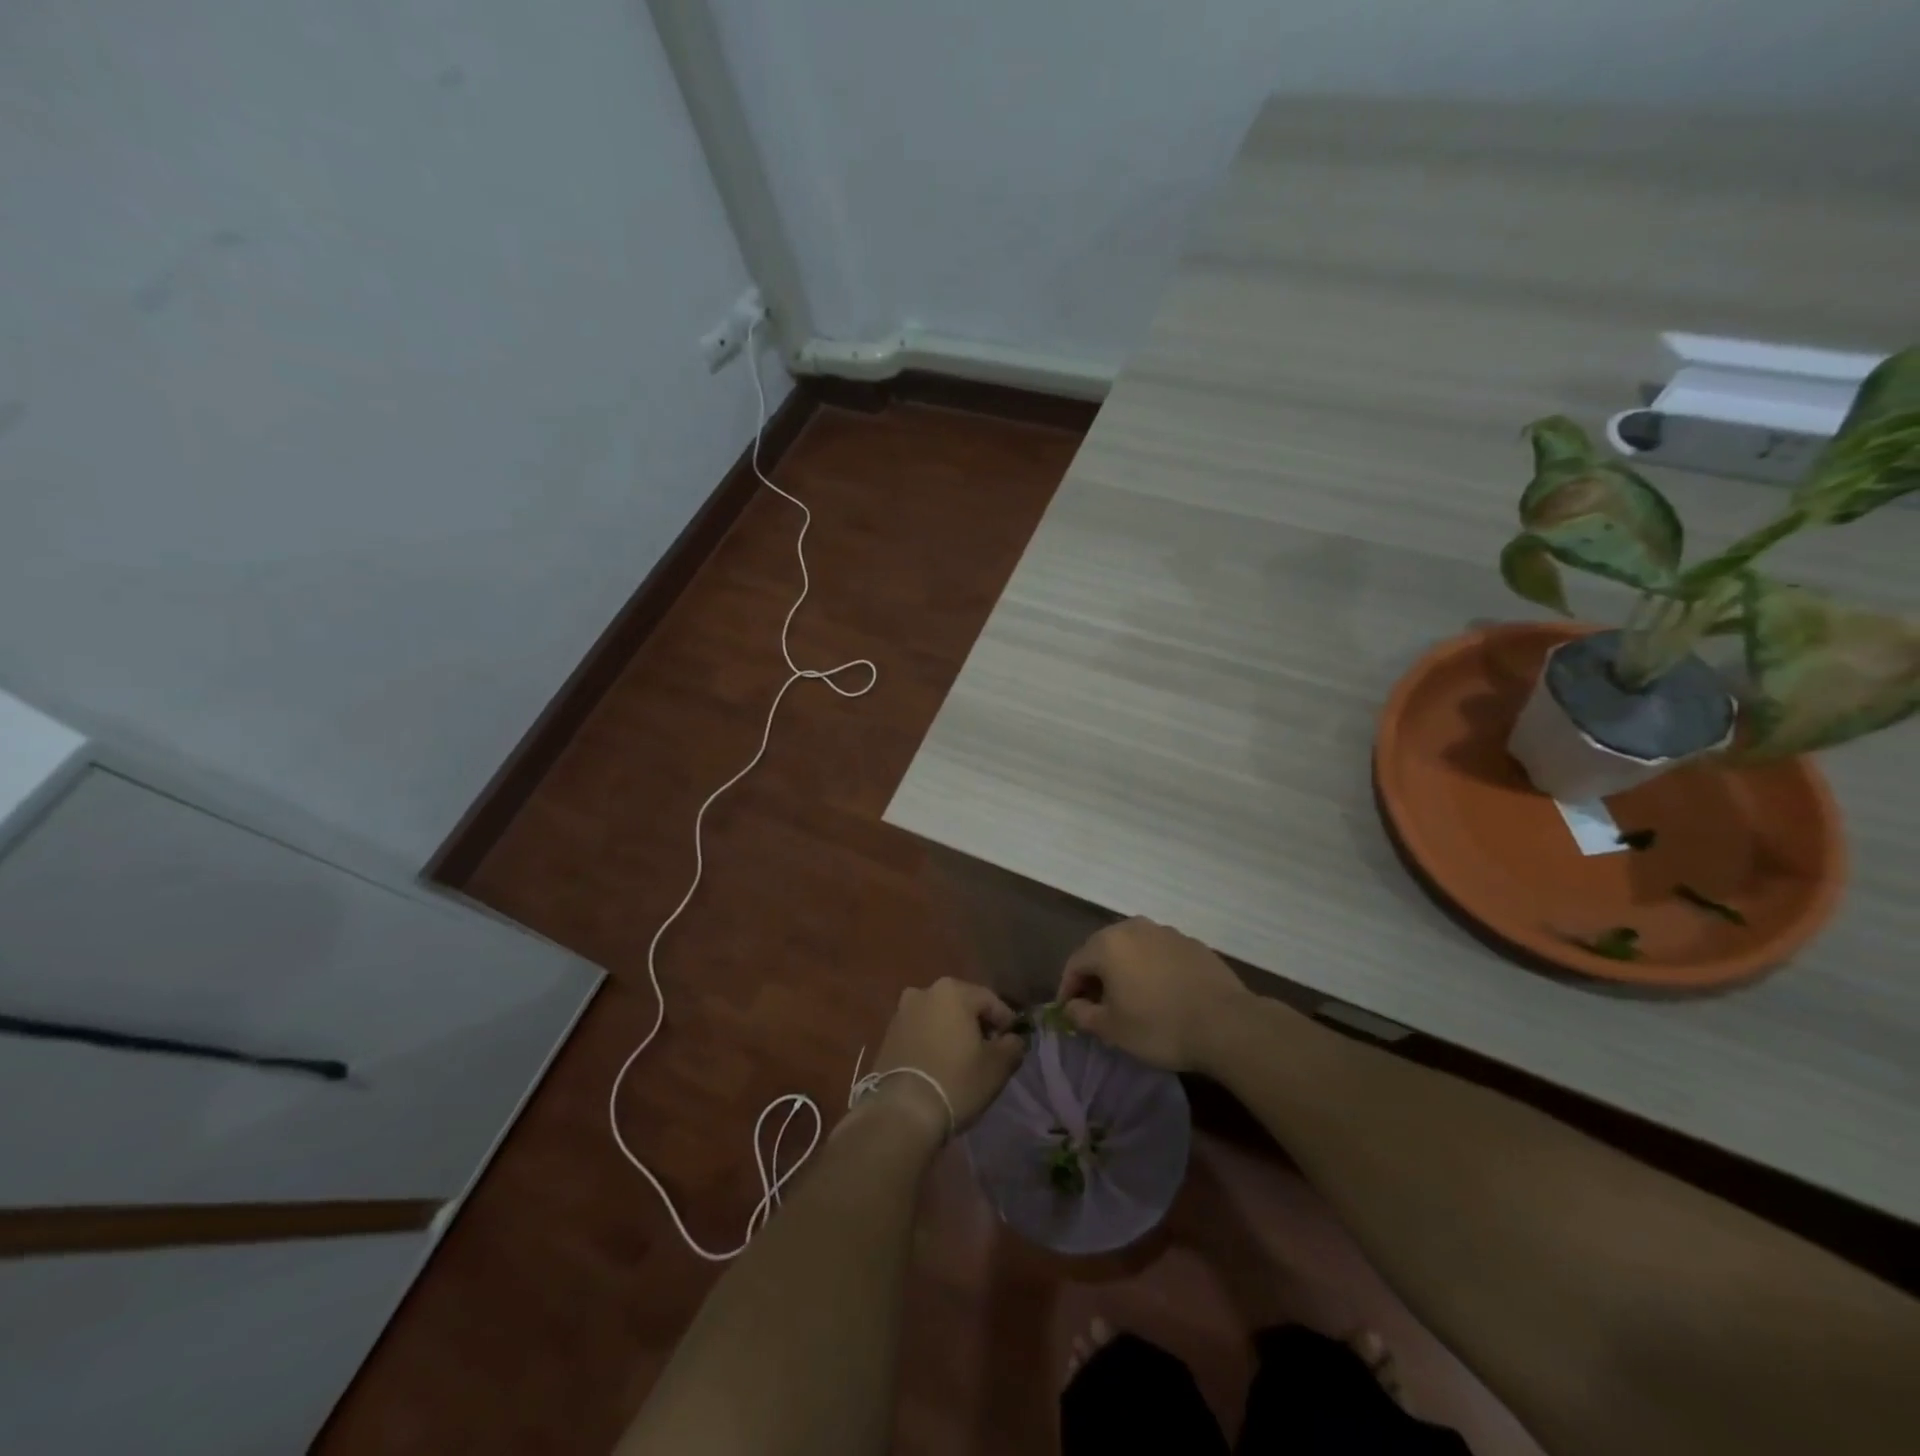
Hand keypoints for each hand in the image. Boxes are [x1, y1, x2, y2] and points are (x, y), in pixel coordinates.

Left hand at [866, 978, 1025, 1136]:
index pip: (990, 1000)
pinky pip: (920, 1032)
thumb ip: (1012, 1045)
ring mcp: (902, 1012)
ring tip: (963, 1060)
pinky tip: (939, 1065)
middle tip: (989, 1051)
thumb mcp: (997, 1066)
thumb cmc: (956, 1081)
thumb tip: (1013, 1039)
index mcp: (952, 990)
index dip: (1006, 1021)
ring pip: (939, 1017)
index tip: (1013, 1043)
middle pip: (962, 1005)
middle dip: (977, 1024)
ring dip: (952, 1032)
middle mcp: (924, 991)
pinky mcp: (888, 1034)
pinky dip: (932, 1042)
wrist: (902, 1111)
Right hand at [1058, 917, 1251, 1073]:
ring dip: (1124, 970)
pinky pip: (1159, 954)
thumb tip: (1071, 1007)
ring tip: (1129, 998)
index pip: (1075, 964)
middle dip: (1095, 977)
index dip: (1068, 989)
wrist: (1226, 1024)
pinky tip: (1161, 993)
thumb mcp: (1112, 1030)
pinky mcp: (1192, 943)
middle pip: (1103, 950)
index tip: (1068, 1012)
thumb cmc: (1159, 1026)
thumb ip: (1083, 1015)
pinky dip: (1152, 969)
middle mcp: (1133, 927)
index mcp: (1108, 944)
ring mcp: (1165, 932)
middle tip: (1096, 1005)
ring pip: (1133, 949)